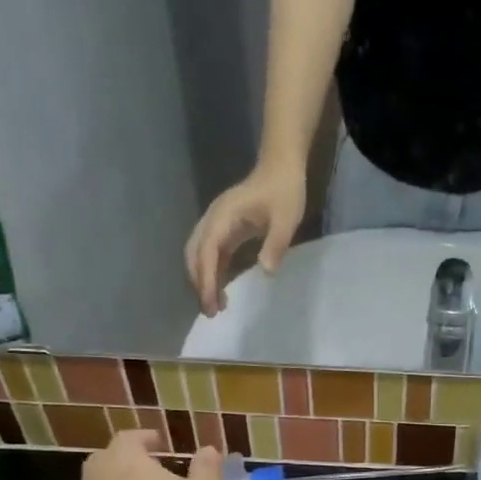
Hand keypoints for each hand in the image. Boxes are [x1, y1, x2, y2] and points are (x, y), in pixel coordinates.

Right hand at [183, 163, 307, 316]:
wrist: (281, 167)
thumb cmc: (284, 191)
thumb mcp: (286, 219)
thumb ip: (275, 244)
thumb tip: (265, 272)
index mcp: (223, 217)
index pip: (207, 252)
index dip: (206, 280)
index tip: (210, 303)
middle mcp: (213, 220)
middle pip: (195, 255)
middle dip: (199, 283)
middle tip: (210, 312)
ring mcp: (216, 224)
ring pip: (199, 255)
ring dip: (203, 280)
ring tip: (216, 307)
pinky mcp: (224, 229)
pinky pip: (212, 254)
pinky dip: (213, 273)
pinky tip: (222, 290)